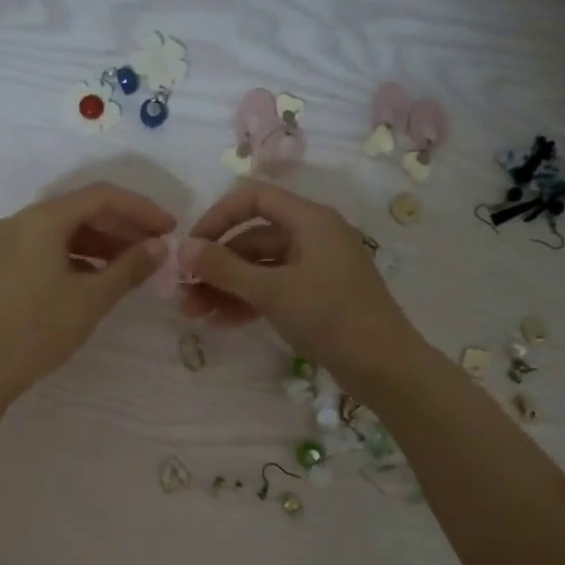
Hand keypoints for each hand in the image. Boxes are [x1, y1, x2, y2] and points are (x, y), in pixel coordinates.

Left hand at [0, 181, 175, 406]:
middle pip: (82, 209)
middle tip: (156, 249)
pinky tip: (98, 277)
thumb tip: (160, 246)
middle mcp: (22, 221)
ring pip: (65, 230)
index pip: (102, 197)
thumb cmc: (38, 330)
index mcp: (42, 220)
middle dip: (122, 226)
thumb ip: (129, 267)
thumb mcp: (92, 299)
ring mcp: (8, 243)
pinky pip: (48, 247)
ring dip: (102, 242)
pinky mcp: (3, 265)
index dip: (141, 209)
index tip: (170, 228)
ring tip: (133, 265)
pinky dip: (78, 256)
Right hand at [181, 182, 427, 393]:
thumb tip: (182, 249)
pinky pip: (275, 289)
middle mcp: (313, 236)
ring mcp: (316, 268)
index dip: (217, 217)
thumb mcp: (271, 291)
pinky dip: (248, 302)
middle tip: (183, 292)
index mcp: (310, 220)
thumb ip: (224, 268)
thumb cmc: (329, 316)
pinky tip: (221, 323)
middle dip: (216, 264)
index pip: (254, 198)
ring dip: (226, 288)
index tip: (191, 247)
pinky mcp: (318, 297)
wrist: (383, 365)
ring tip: (194, 314)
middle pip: (253, 237)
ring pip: (261, 268)